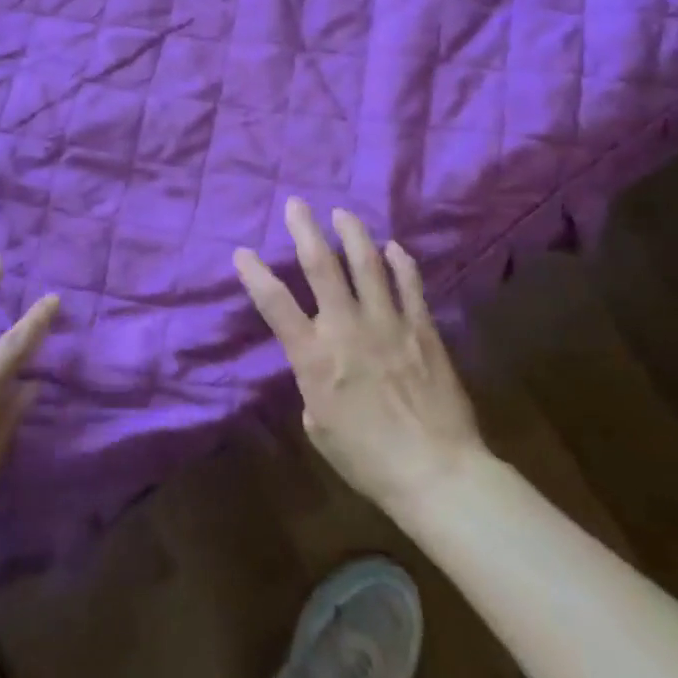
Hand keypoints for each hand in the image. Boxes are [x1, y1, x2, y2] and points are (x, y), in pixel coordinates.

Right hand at [234, 199, 486, 516]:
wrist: (436, 472)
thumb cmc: (368, 460)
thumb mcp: (320, 428)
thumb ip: (314, 388)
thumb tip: (322, 369)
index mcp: (314, 357)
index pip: (275, 304)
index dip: (254, 275)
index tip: (242, 252)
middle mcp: (347, 328)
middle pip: (321, 266)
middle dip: (305, 231)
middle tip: (296, 205)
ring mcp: (388, 323)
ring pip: (367, 264)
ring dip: (352, 234)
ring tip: (343, 214)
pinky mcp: (422, 329)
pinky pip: (410, 285)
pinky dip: (401, 263)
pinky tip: (394, 246)